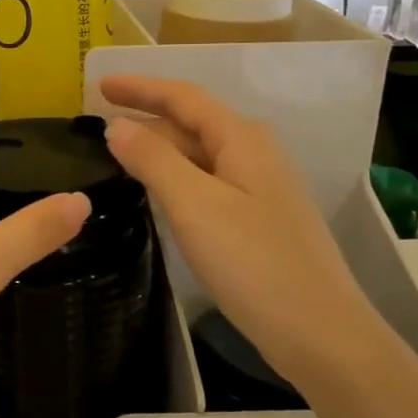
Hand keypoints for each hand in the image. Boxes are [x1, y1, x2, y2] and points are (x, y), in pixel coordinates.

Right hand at [99, 75, 385, 394]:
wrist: (320, 333)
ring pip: (199, 155)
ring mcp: (259, 188)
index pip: (183, 97)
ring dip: (158, 148)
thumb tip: (117, 126)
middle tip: (97, 123)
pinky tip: (155, 193)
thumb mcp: (195, 205)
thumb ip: (153, 160)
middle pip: (192, 122)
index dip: (140, 87)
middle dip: (146, 117)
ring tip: (116, 153)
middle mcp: (254, 154)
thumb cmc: (254, 262)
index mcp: (242, 139)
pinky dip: (174, 177)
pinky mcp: (257, 220)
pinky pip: (206, 183)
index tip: (98, 84)